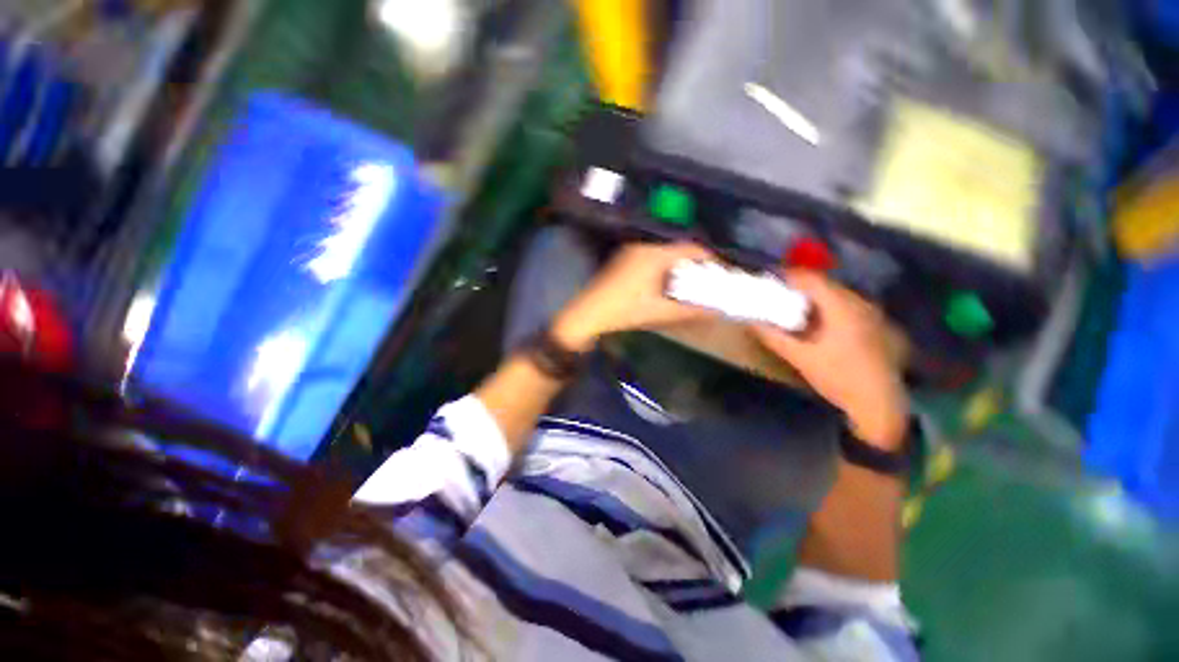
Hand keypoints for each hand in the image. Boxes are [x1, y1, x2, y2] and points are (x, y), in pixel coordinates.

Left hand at [552, 242, 718, 351]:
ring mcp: (630, 253)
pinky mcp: (622, 261)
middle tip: (705, 281)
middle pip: (677, 250)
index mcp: (654, 255)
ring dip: (677, 267)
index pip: (690, 248)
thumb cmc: (625, 311)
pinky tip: (663, 286)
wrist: (588, 314)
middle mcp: (643, 248)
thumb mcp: (660, 312)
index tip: (720, 272)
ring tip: (687, 285)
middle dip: (693, 265)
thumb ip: (690, 311)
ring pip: (662, 255)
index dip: (708, 259)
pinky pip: (649, 259)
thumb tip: (716, 312)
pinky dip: (662, 269)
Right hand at [751, 270, 908, 448]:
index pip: (811, 279)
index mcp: (842, 307)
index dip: (788, 276)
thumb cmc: (838, 377)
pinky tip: (819, 324)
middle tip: (777, 296)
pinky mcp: (876, 325)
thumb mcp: (800, 357)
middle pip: (825, 285)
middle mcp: (860, 304)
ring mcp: (872, 314)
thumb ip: (773, 337)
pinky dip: (828, 308)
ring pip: (837, 295)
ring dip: (814, 298)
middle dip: (799, 288)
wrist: (879, 404)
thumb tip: (751, 322)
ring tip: (794, 309)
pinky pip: (848, 306)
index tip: (768, 280)